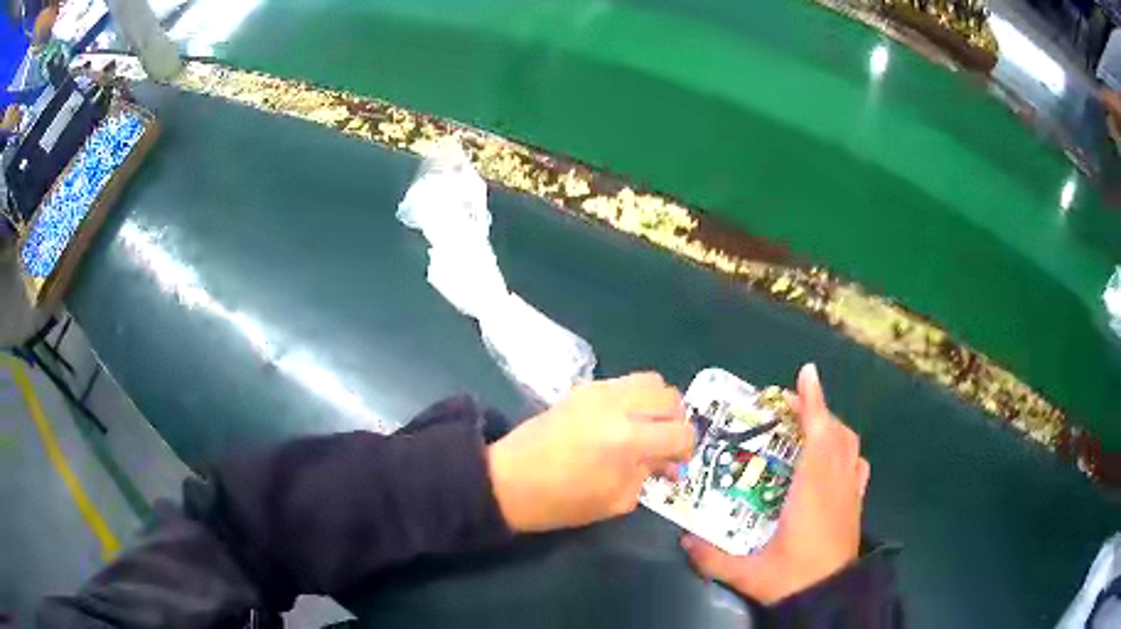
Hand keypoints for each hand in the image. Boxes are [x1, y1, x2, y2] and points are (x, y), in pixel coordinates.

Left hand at [487, 372, 693, 532]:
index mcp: (628, 440)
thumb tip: (667, 461)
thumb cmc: (561, 502)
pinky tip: (620, 422)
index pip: (681, 432)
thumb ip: (648, 474)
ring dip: (657, 404)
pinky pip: (624, 382)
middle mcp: (619, 406)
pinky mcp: (583, 387)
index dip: (687, 449)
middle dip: (675, 422)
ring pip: (651, 380)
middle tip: (663, 444)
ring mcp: (599, 391)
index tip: (676, 463)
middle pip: (670, 397)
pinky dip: (633, 398)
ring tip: (645, 428)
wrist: (508, 479)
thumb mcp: (615, 500)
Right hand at [682, 363, 869, 603]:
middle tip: (788, 407)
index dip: (813, 401)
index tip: (806, 373)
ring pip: (849, 445)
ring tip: (810, 428)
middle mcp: (836, 483)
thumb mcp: (748, 573)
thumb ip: (712, 558)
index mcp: (812, 491)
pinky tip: (834, 459)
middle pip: (834, 432)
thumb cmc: (792, 579)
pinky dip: (847, 451)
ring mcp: (850, 492)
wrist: (830, 597)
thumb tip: (684, 539)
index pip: (818, 434)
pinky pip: (858, 465)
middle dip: (816, 410)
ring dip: (832, 428)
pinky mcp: (857, 504)